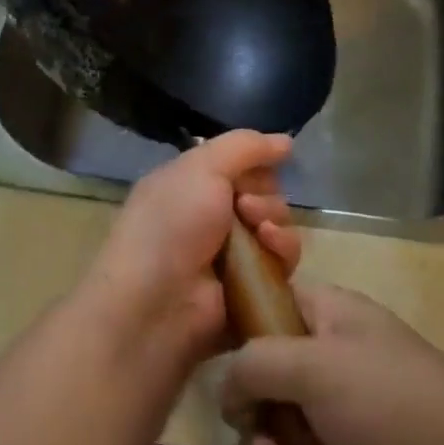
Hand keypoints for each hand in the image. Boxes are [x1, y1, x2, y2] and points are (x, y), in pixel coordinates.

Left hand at [83, 131, 298, 359]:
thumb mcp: (202, 167)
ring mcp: (234, 253)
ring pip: (279, 224)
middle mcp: (213, 216)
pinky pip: (284, 259)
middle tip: (245, 207)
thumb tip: (287, 141)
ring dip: (275, 220)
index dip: (256, 163)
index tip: (259, 166)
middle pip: (266, 193)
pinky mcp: (253, 286)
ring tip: (257, 232)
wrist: (156, 303)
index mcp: (193, 185)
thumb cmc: (171, 224)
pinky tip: (269, 249)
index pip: (242, 164)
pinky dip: (282, 249)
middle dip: (265, 194)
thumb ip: (245, 146)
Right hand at [220, 284, 443, 444]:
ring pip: (274, 429)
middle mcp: (330, 359)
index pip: (269, 304)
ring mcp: (339, 414)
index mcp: (329, 315)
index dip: (238, 326)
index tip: (210, 358)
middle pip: (263, 376)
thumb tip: (226, 386)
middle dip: (251, 416)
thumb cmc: (389, 404)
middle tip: (258, 443)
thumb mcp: (316, 365)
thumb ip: (256, 363)